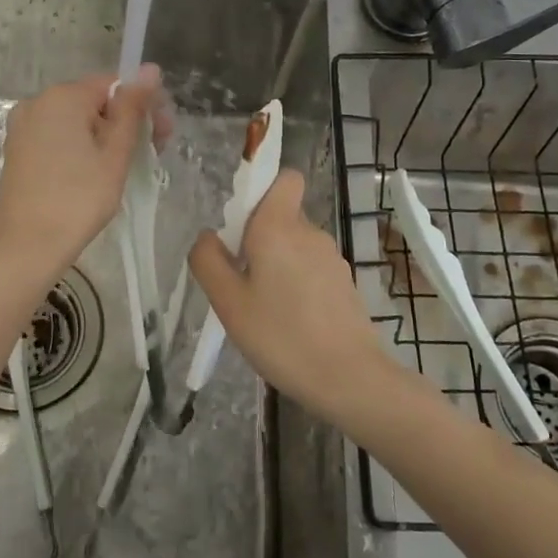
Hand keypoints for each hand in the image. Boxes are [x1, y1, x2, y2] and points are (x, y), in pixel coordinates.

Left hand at [0, 65, 168, 276]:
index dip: (143, 105)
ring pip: (76, 121)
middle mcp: (37, 103)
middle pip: (94, 101)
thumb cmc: (78, 199)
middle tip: (152, 154)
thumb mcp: (114, 154)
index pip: (114, 85)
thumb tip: (150, 68)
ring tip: (126, 168)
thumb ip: (132, 109)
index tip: (163, 135)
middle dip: (126, 121)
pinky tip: (95, 173)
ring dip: (105, 136)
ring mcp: (23, 127)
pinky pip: (58, 136)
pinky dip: (80, 147)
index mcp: (62, 97)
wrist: (26, 247)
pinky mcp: (17, 150)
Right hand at [189, 170, 400, 428]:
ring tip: (264, 309)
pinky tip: (289, 322)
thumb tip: (208, 236)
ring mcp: (332, 258)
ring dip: (277, 265)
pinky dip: (297, 284)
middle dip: (259, 238)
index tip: (242, 225)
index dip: (263, 190)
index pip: (285, 178)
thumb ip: (208, 261)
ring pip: (296, 245)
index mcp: (279, 226)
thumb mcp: (228, 302)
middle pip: (282, 216)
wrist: (349, 378)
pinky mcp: (344, 283)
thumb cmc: (281, 336)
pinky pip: (311, 269)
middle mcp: (310, 232)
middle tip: (242, 281)